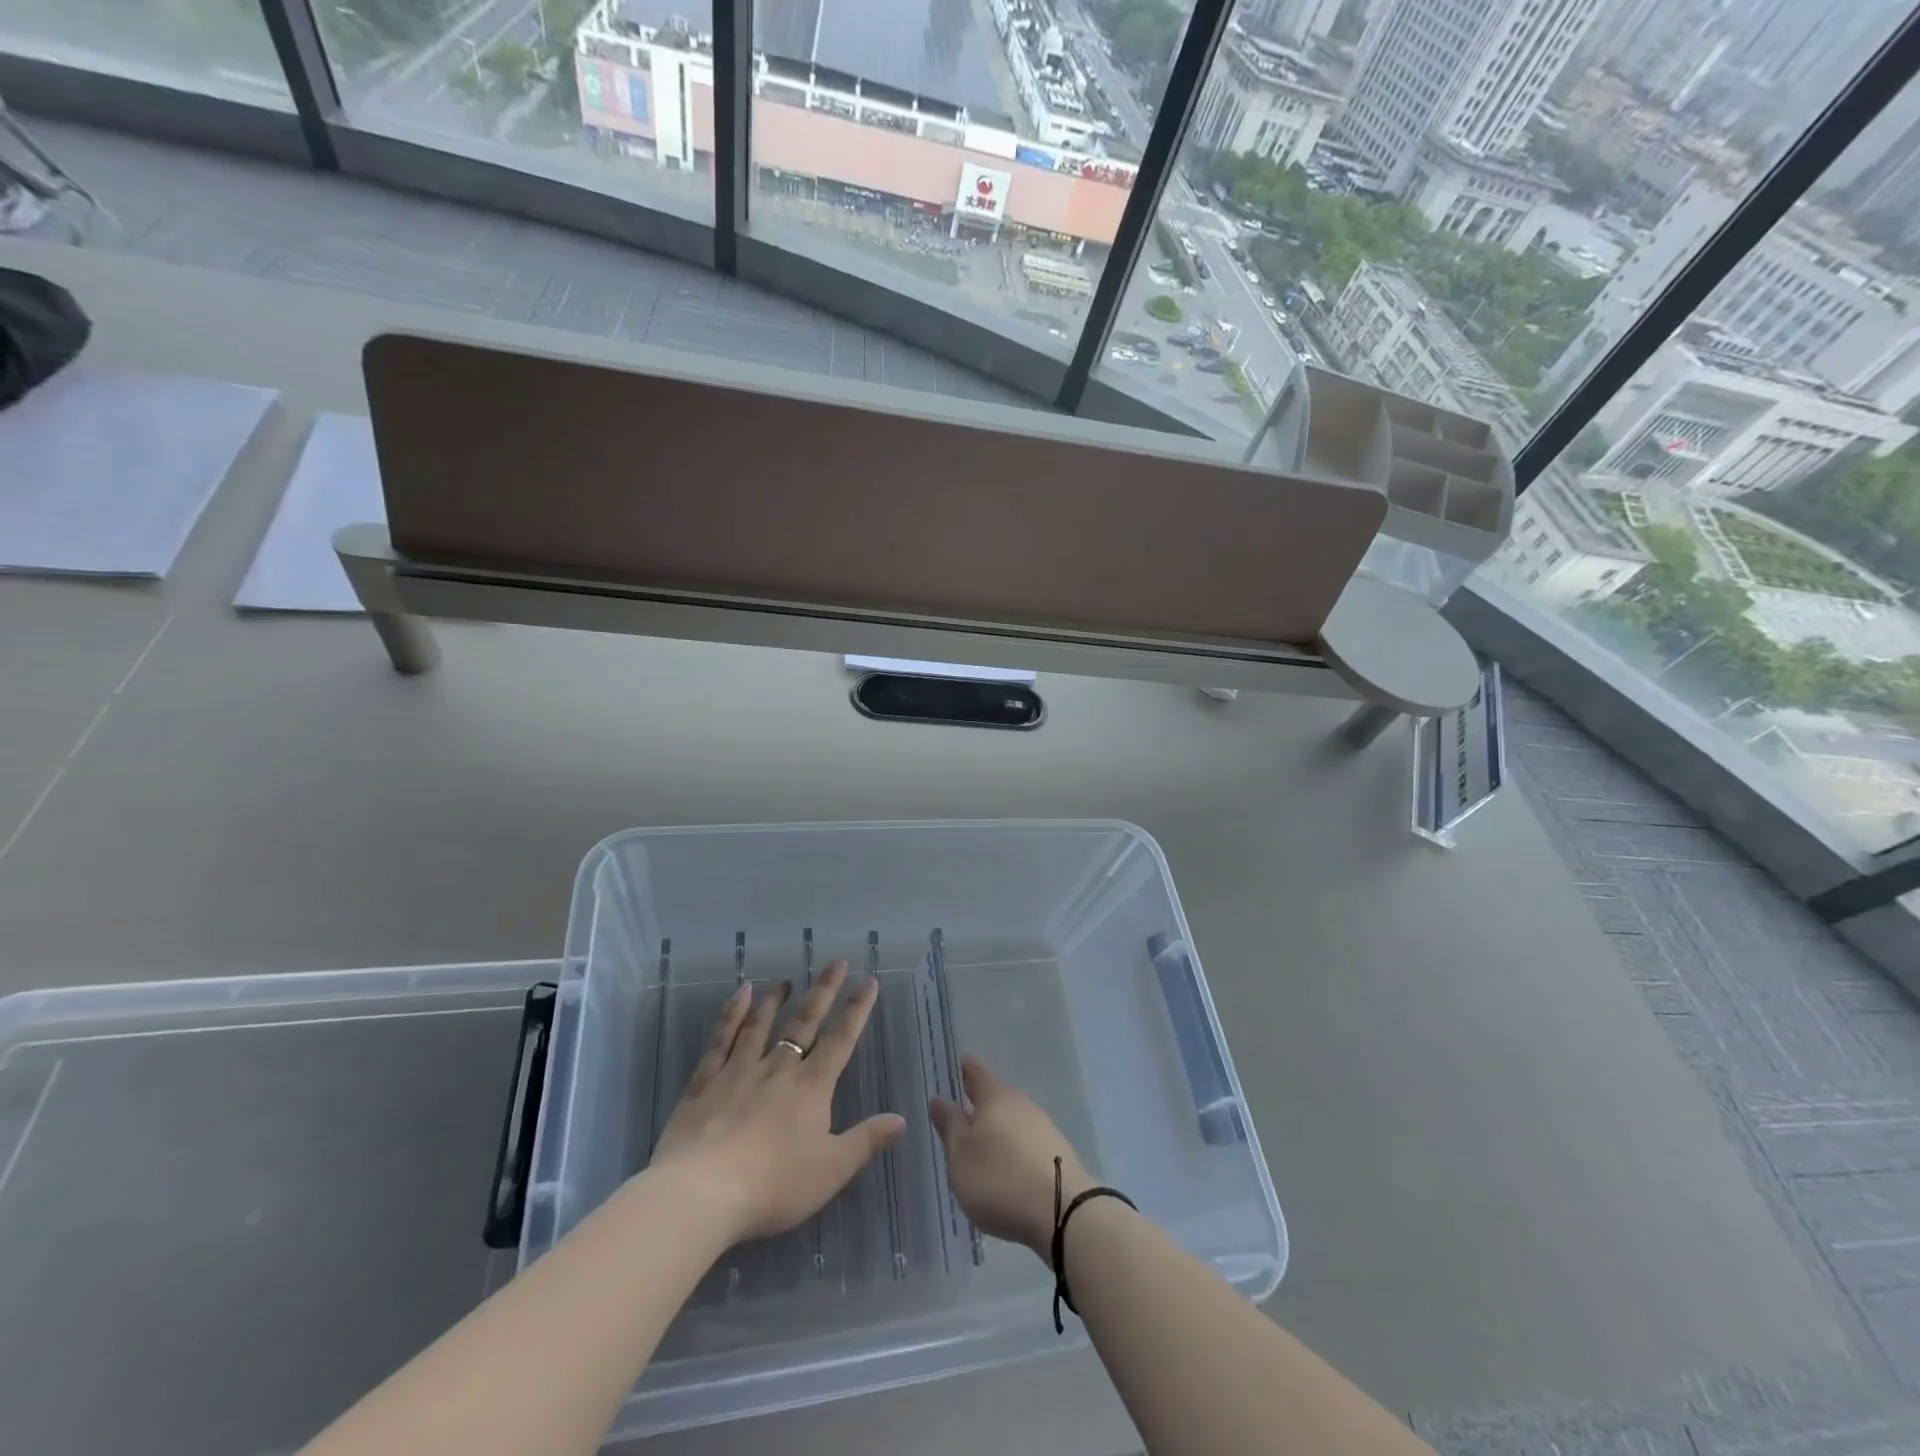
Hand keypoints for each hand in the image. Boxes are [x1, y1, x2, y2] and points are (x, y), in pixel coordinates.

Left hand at [651, 960, 905, 1246]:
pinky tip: (740, 995)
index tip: (869, 981)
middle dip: (823, 991)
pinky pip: (721, 1039)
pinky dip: (732, 1014)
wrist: (702, 1192)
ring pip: (761, 1025)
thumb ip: (866, 1141)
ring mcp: (738, 1070)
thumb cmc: (773, 1184)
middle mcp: (778, 1069)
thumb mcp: (831, 1170)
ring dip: (776, 1000)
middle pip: (804, 1023)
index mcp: (811, 1087)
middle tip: (835, 962)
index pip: (841, 1040)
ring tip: (786, 980)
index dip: (857, 1010)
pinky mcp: (705, 1082)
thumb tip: (902, 1118)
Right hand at [930, 1055, 1091, 1257]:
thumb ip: (949, 1125)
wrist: (1063, 1212)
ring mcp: (1042, 1126)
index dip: (961, 1068)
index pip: (974, 1070)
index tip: (949, 1071)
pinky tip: (1005, 1170)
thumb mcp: (961, 1155)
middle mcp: (1020, 1102)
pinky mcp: (1056, 1152)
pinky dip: (1012, 1149)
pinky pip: (1025, 1142)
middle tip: (957, 1118)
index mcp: (994, 1096)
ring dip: (995, 1130)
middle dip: (977, 1104)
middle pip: (994, 1096)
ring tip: (978, 1150)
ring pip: (1011, 1119)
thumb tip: (939, 1098)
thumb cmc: (1000, 1178)